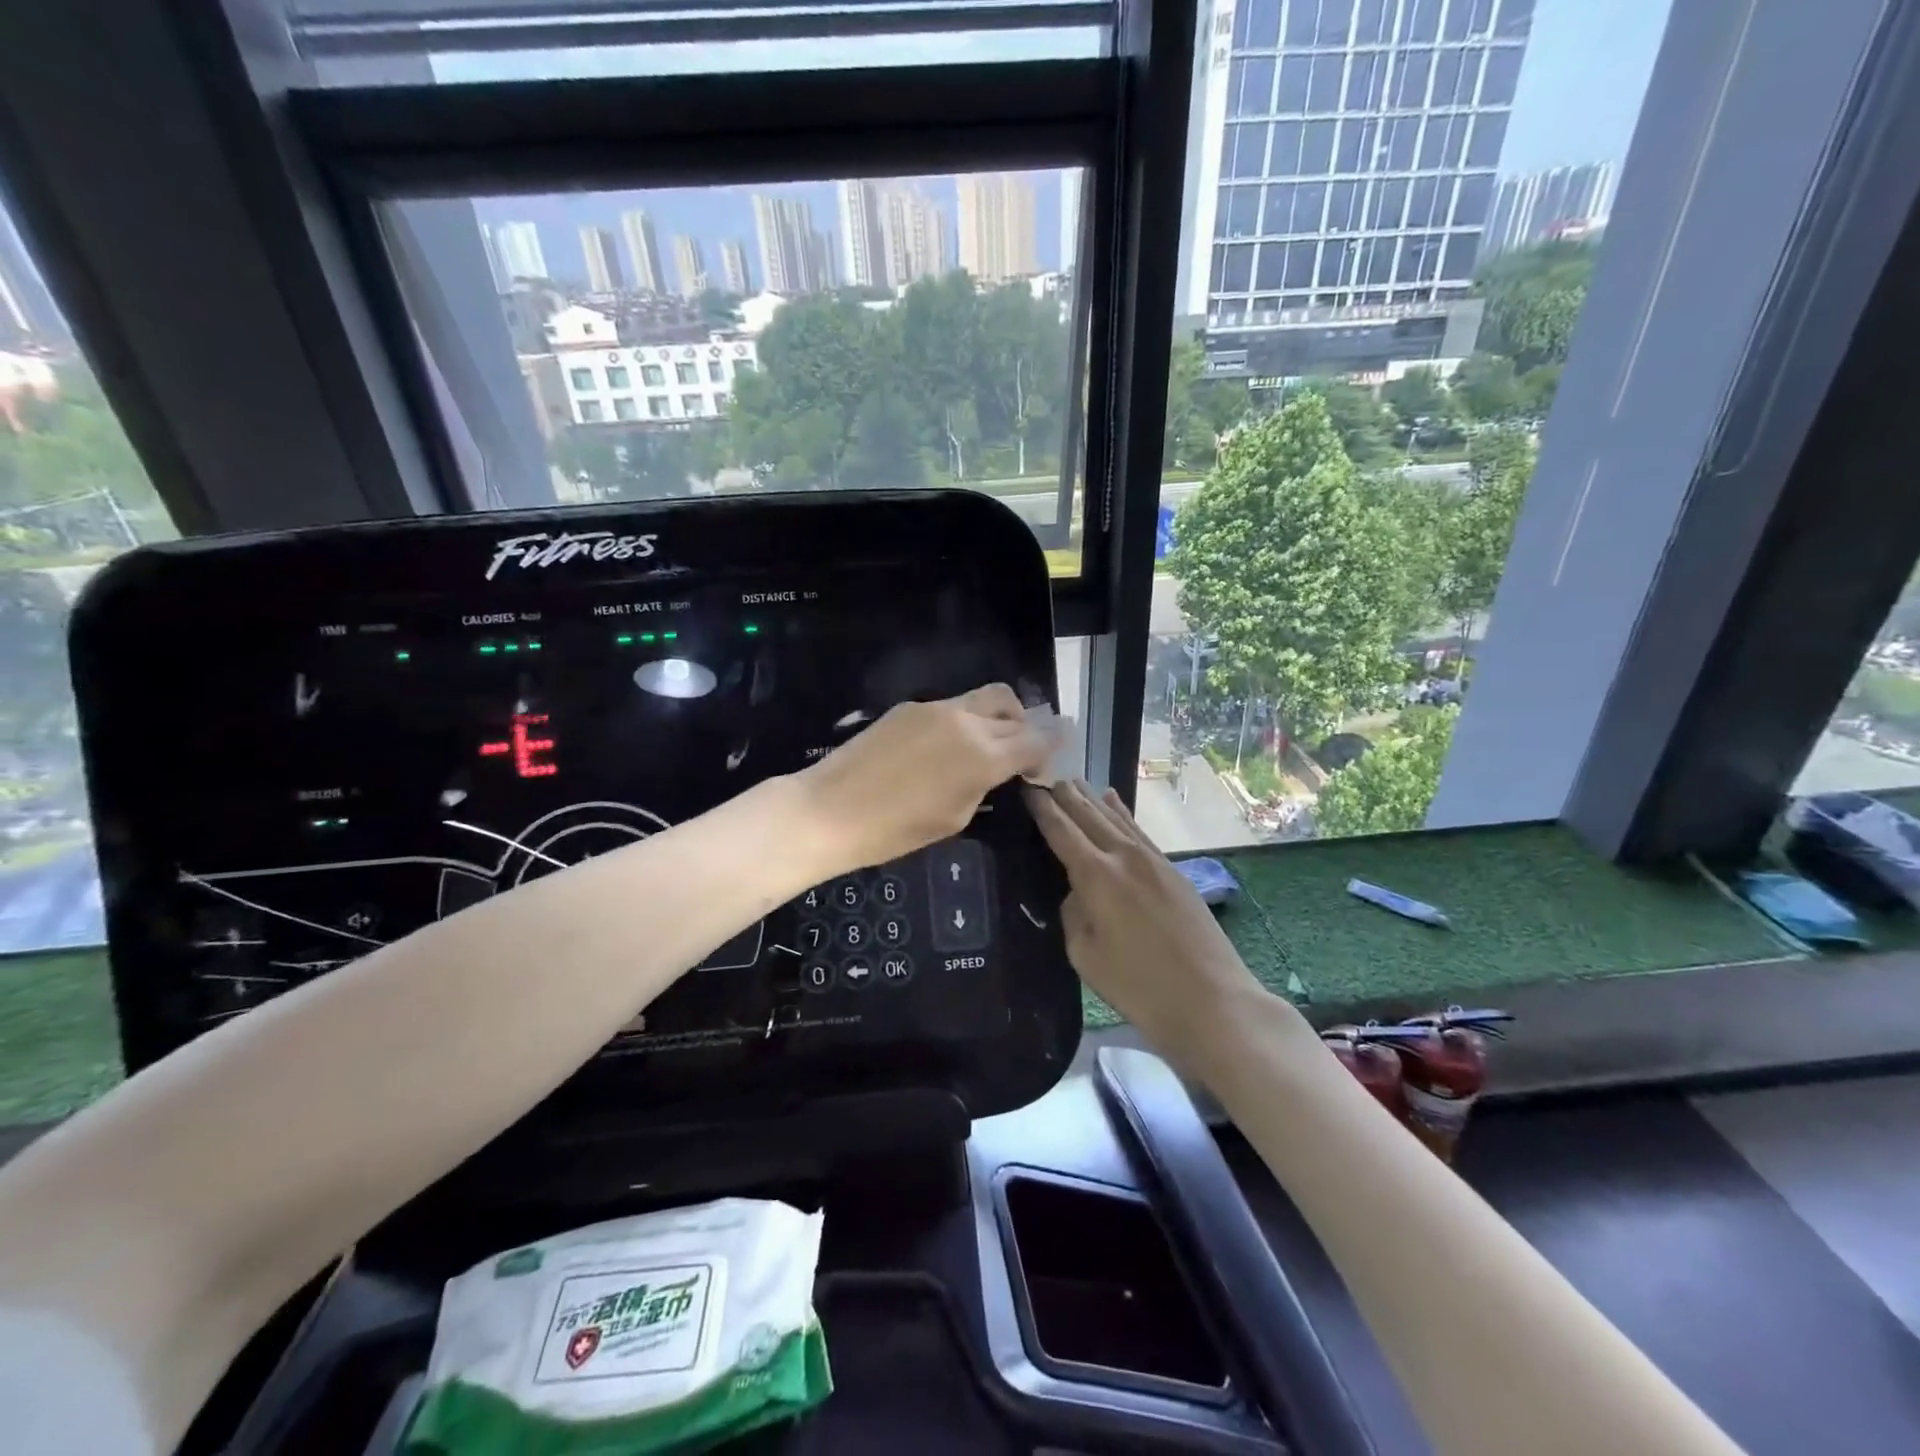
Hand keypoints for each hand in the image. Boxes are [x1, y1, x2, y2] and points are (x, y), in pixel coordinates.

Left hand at [799, 684, 1054, 874]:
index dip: (1051, 747)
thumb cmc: (894, 831)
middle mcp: (966, 722)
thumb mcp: (953, 818)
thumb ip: (983, 786)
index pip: (1035, 740)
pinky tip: (950, 744)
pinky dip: (966, 719)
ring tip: (991, 741)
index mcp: (983, 756)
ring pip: (985, 697)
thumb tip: (997, 769)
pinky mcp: (909, 707)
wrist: (829, 810)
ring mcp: (935, 708)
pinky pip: (953, 705)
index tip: (1052, 756)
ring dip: (1000, 715)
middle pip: (1014, 709)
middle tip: (1024, 751)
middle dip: (1028, 728)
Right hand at [1026, 780, 1266, 1058]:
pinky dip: (1122, 813)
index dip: (1042, 807)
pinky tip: (1113, 800)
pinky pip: (1138, 830)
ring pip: (1115, 817)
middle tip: (1044, 779)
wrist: (1212, 1000)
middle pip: (1088, 814)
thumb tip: (1079, 891)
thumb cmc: (1139, 986)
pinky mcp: (1173, 870)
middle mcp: (1123, 856)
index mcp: (1096, 875)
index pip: (1061, 829)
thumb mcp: (1085, 955)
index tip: (1026, 788)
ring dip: (1091, 798)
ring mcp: (1152, 860)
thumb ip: (1074, 913)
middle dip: (1064, 795)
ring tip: (1072, 782)